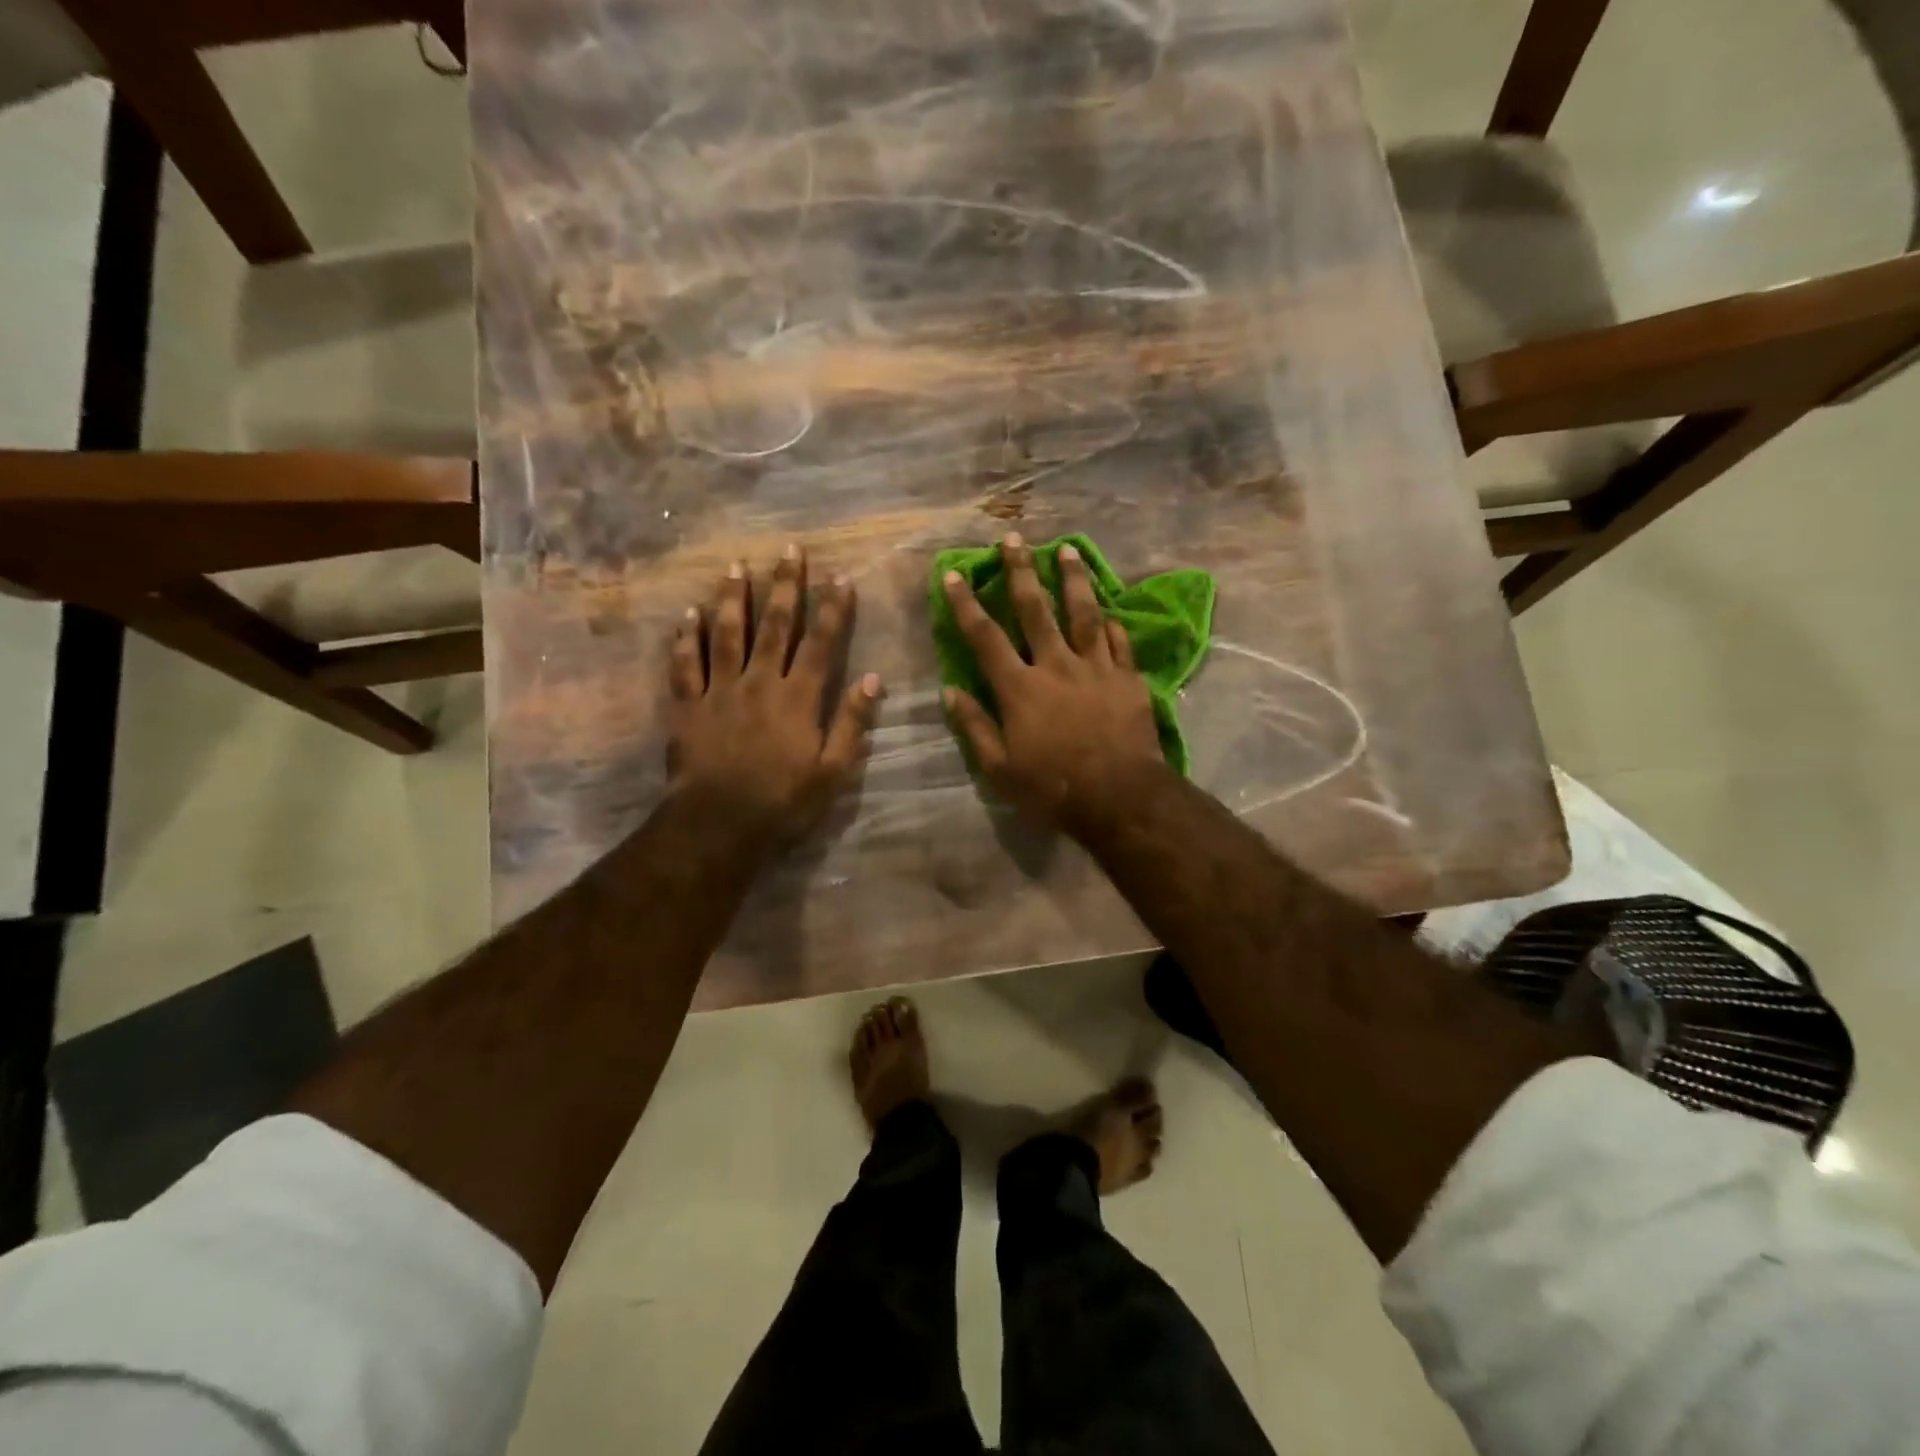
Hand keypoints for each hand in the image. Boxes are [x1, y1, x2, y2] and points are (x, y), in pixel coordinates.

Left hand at [668, 544, 880, 843]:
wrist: (719, 826)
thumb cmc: (783, 802)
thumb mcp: (833, 771)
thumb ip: (852, 722)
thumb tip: (875, 680)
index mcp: (798, 697)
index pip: (820, 643)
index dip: (832, 609)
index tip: (841, 577)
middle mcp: (759, 682)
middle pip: (774, 626)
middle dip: (784, 586)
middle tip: (789, 549)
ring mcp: (719, 691)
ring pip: (726, 634)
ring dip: (732, 598)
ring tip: (735, 565)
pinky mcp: (688, 706)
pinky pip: (685, 664)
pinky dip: (685, 638)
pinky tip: (687, 615)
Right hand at [942, 533, 1164, 831]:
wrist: (1120, 797)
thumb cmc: (1053, 788)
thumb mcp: (1000, 769)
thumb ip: (975, 727)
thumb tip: (950, 692)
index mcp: (1020, 688)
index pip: (985, 637)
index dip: (966, 604)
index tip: (954, 575)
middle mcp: (1056, 666)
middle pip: (1035, 610)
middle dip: (1021, 571)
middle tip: (1013, 539)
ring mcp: (1096, 668)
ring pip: (1083, 613)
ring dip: (1073, 579)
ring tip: (1067, 550)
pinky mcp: (1128, 678)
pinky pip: (1119, 641)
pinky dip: (1112, 623)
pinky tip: (1109, 609)